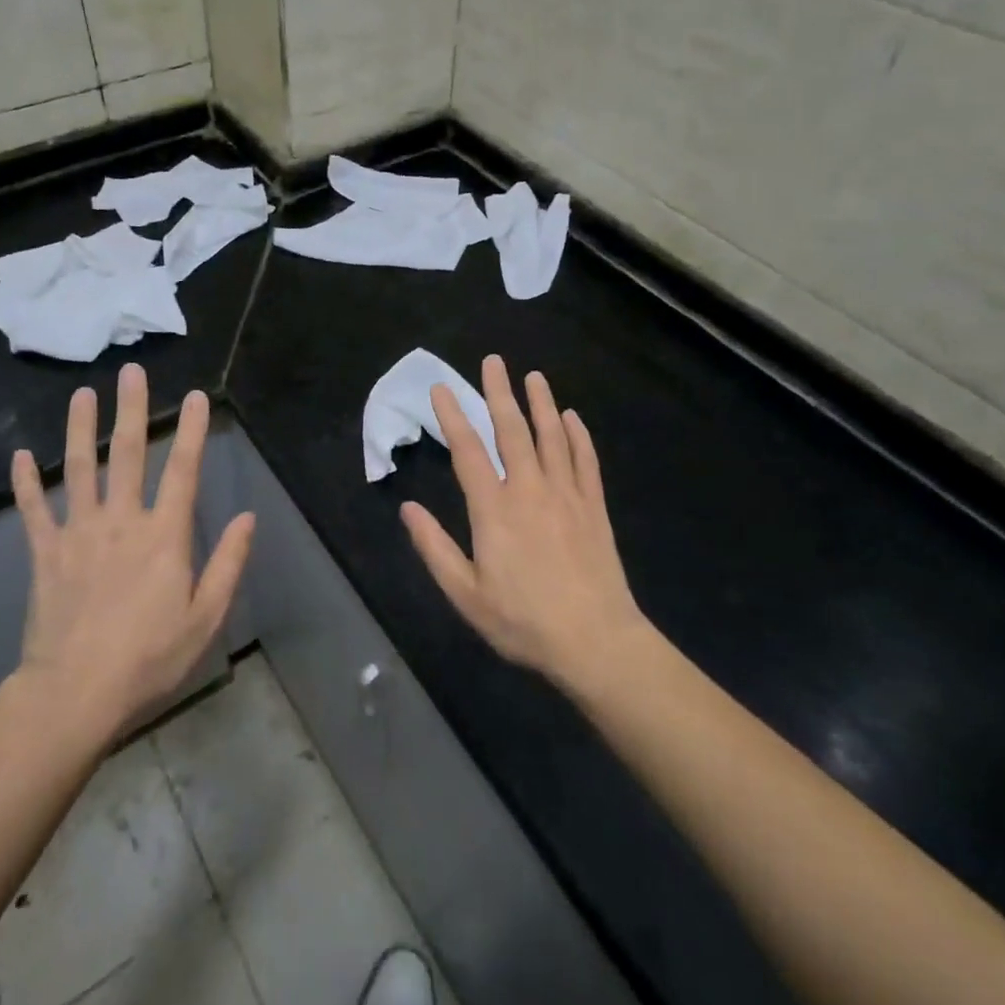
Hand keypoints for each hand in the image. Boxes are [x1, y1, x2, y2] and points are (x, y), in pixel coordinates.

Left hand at [10, 364, 253, 732]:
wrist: (75, 695)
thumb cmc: (149, 658)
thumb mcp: (205, 618)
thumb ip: (228, 564)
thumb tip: (246, 517)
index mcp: (163, 536)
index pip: (182, 471)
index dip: (192, 431)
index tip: (197, 397)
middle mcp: (121, 522)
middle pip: (126, 455)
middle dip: (131, 410)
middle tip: (131, 372)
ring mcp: (78, 534)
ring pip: (79, 470)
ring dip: (80, 429)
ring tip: (82, 394)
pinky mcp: (45, 554)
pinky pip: (34, 511)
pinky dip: (26, 483)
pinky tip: (19, 455)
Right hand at [401, 354, 649, 694]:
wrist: (597, 643)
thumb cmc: (524, 621)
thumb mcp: (466, 594)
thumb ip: (435, 548)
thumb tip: (408, 509)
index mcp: (494, 509)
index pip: (468, 450)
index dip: (453, 416)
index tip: (442, 388)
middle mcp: (530, 490)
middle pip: (512, 430)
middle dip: (499, 393)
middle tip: (494, 361)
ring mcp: (566, 495)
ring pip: (552, 437)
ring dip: (541, 403)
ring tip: (533, 376)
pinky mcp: (594, 507)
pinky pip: (586, 461)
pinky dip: (578, 436)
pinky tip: (573, 418)